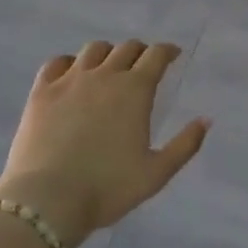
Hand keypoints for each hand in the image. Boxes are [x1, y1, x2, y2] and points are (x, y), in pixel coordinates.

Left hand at [0, 40, 209, 247]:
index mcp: (135, 90)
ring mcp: (70, 80)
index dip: (167, 51)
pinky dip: (70, 62)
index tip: (173, 55)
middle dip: (140, 51)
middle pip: (127, 48)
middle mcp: (105, 75)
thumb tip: (205, 120)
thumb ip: (185, 145)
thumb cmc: (108, 188)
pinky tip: (72, 74)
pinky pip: (57, 62)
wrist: (48, 200)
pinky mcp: (42, 91)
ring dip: (108, 53)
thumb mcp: (157, 173)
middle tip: (143, 64)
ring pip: (94, 50)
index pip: (156, 55)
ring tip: (109, 67)